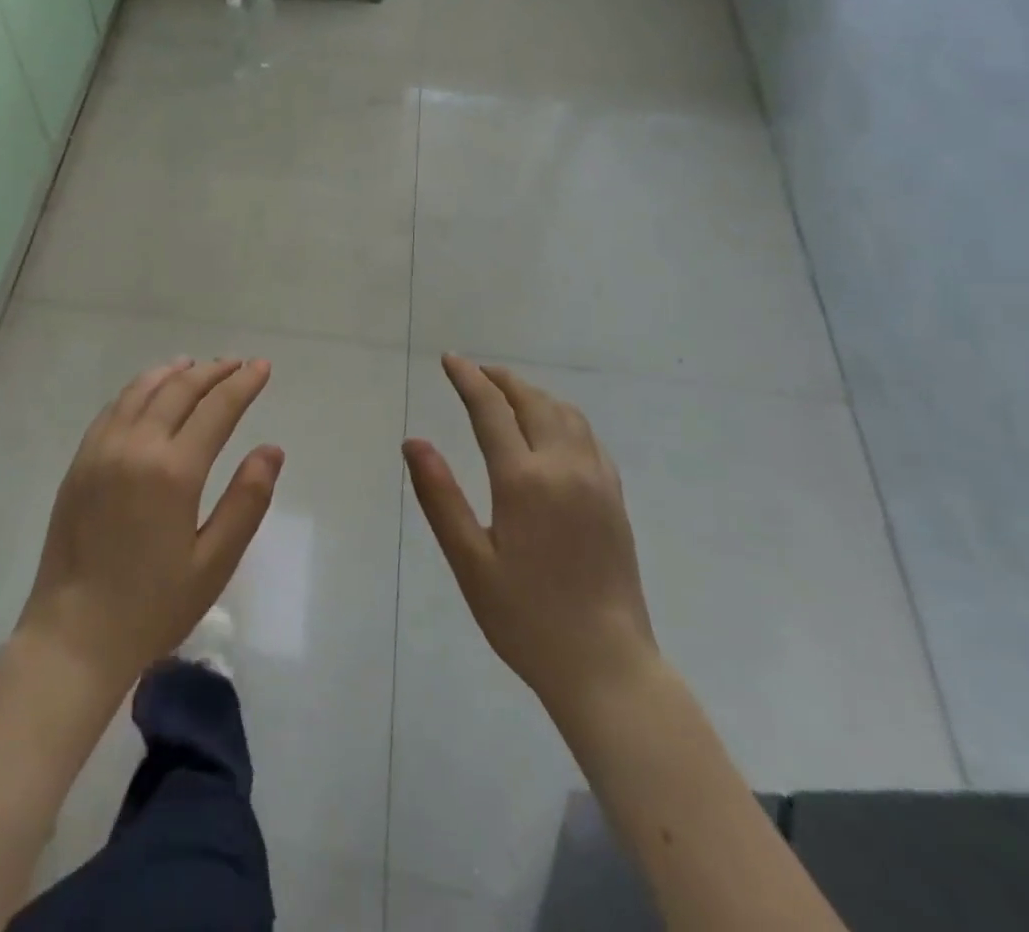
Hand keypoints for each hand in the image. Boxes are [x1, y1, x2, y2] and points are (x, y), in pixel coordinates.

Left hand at [17, 357, 284, 690]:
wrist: (74, 635)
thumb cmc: (153, 606)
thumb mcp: (214, 562)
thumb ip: (247, 501)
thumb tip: (272, 449)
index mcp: (173, 471)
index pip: (217, 409)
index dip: (243, 383)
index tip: (262, 366)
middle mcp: (136, 447)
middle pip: (179, 389)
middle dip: (213, 371)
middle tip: (237, 363)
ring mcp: (102, 450)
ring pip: (142, 390)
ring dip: (173, 373)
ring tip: (195, 365)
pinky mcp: (80, 462)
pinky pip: (113, 409)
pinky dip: (138, 389)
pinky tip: (148, 392)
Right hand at [404, 355, 658, 721]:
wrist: (607, 667)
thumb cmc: (526, 618)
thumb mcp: (470, 562)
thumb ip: (439, 497)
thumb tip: (413, 442)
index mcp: (523, 480)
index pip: (491, 409)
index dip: (468, 379)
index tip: (449, 360)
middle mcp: (564, 468)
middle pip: (532, 401)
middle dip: (500, 379)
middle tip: (474, 372)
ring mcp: (597, 481)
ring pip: (565, 414)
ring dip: (533, 394)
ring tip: (507, 393)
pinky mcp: (615, 499)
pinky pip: (588, 437)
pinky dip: (562, 416)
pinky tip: (551, 429)